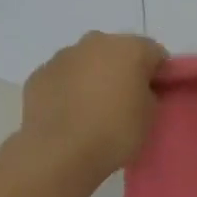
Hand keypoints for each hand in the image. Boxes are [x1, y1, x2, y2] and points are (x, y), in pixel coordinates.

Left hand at [18, 32, 166, 177]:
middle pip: (118, 51)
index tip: (155, 96)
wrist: (59, 153)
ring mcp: (63, 56)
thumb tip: (137, 89)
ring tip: (92, 111)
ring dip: (92, 76)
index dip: (158, 74)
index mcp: (130, 48)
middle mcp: (96, 42)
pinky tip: (68, 115)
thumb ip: (149, 93)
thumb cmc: (114, 132)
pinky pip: (62, 77)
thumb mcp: (150, 115)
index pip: (155, 53)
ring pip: (86, 61)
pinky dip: (67, 89)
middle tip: (124, 101)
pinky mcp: (38, 74)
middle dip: (122, 70)